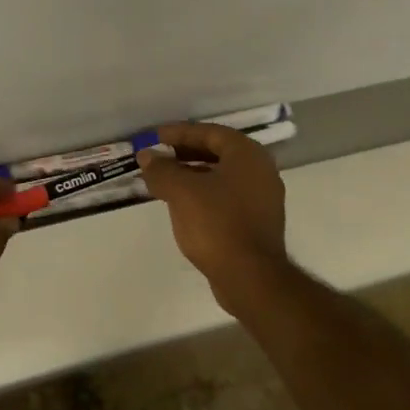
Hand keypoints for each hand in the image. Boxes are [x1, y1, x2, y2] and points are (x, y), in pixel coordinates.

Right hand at [137, 122, 290, 308]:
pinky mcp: (257, 222)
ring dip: (192, 174)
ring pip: (221, 176)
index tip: (155, 137)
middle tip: (158, 157)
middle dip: (184, 153)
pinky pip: (226, 196)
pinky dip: (203, 193)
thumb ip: (161, 169)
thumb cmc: (216, 224)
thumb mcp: (181, 191)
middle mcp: (260, 171)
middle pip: (217, 152)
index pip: (210, 132)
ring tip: (164, 181)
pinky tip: (182, 204)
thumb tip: (146, 156)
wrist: (250, 277)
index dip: (180, 133)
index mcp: (247, 155)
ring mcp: (262, 198)